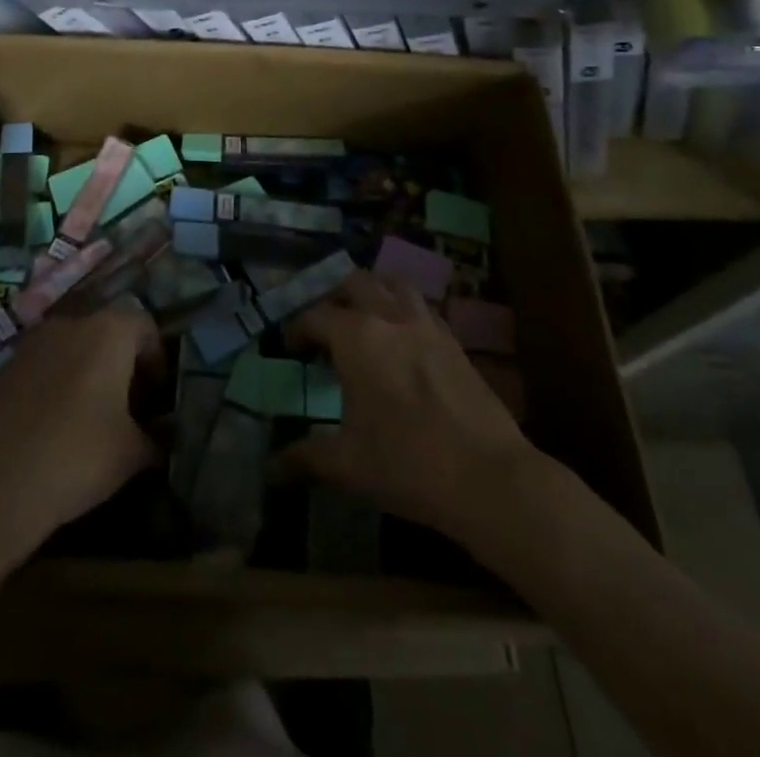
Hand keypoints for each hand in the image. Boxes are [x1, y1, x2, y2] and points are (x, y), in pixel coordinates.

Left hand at [0, 306, 162, 541]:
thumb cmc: (78, 456)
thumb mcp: (133, 454)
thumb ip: (155, 438)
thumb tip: (162, 439)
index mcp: (109, 332)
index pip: (145, 326)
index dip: (156, 358)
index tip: (156, 396)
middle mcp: (71, 324)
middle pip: (107, 332)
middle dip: (121, 364)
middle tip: (127, 406)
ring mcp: (32, 343)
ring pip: (71, 347)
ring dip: (85, 371)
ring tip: (88, 416)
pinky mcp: (3, 368)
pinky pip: (41, 366)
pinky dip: (53, 384)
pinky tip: (51, 425)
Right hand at [278, 271, 537, 545]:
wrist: (489, 478)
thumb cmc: (407, 464)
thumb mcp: (348, 464)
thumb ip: (306, 456)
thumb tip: (271, 468)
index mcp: (356, 336)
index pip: (315, 316)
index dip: (296, 328)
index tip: (288, 347)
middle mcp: (389, 316)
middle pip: (354, 282)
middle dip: (333, 297)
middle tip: (324, 325)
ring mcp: (426, 324)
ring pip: (392, 284)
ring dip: (372, 292)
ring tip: (363, 319)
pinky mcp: (454, 340)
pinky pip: (421, 307)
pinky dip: (403, 310)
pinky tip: (402, 340)